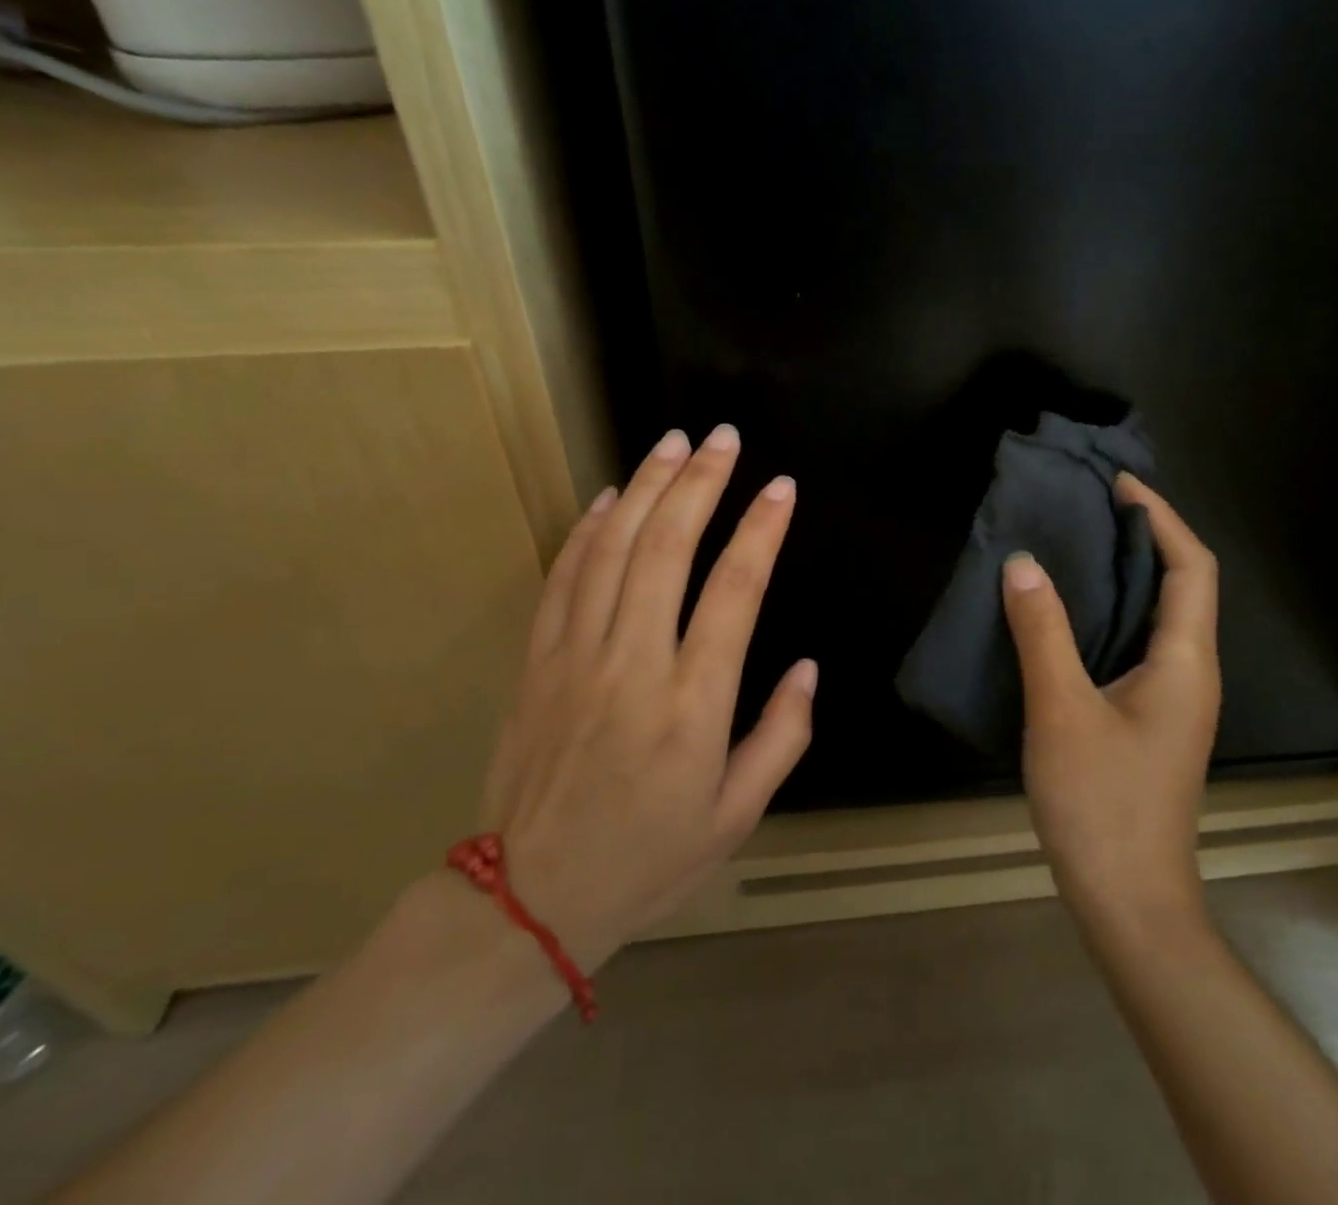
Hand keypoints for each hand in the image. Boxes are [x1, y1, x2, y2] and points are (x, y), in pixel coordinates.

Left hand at [475, 425, 814, 972]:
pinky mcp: (537, 662)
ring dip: (647, 488)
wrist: (529, 900)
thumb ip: (782, 736)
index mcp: (693, 705)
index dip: (761, 530)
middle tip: (723, 438)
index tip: (782, 487)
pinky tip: (612, 496)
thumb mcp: (737, 816)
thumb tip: (807, 667)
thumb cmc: (648, 859)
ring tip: (674, 443)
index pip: (735, 591)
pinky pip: (563, 578)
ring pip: (613, 550)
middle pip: (668, 549)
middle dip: (701, 483)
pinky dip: (589, 529)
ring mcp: (576, 657)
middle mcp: (634, 665)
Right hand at [1001, 474, 1221, 937]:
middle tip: (1086, 506)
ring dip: (1124, 574)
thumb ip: (1042, 632)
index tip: (1117, 484)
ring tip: (1071, 543)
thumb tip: (1021, 563)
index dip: (1161, 517)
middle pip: (1180, 584)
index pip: (1192, 567)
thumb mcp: (1061, 711)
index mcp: (1184, 662)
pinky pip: (1132, 644)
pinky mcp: (1146, 718)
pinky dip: (1107, 612)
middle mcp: (1188, 672)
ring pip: (1155, 616)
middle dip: (1142, 536)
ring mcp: (1170, 699)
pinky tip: (1063, 613)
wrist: (1128, 903)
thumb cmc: (1102, 804)